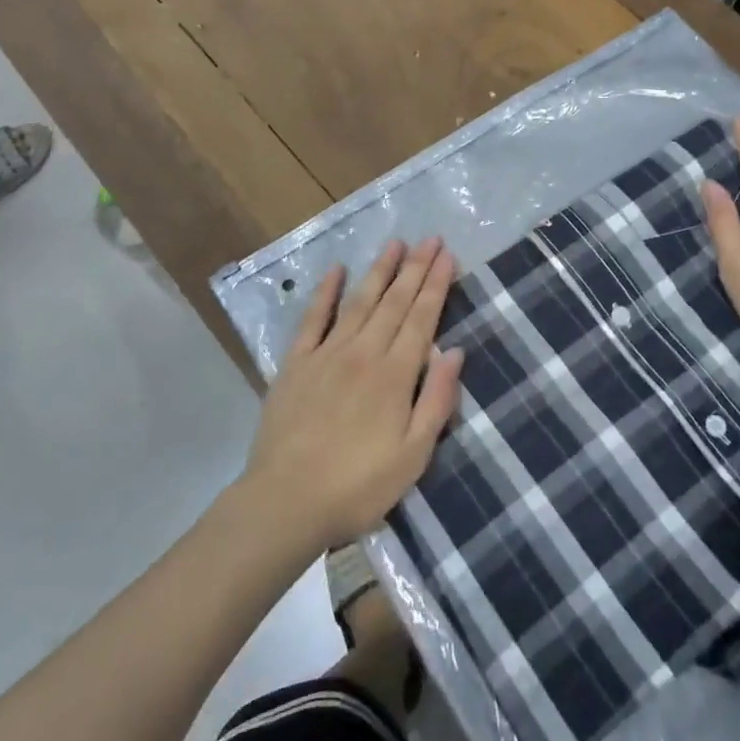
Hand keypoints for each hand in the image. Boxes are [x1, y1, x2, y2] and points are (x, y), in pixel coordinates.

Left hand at [242, 238, 464, 549]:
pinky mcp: (295, 364)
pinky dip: (325, 292)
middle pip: (394, 302)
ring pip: (359, 302)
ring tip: (394, 244)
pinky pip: (312, 319)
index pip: (421, 318)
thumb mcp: (414, 455)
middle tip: (430, 238)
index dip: (436, 285)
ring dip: (379, 270)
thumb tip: (454, 351)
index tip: (447, 255)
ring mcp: (326, 355)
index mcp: (395, 375)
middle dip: (415, 268)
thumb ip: (437, 400)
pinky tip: (335, 270)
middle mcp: (364, 353)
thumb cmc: (358, 486)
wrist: (285, 503)